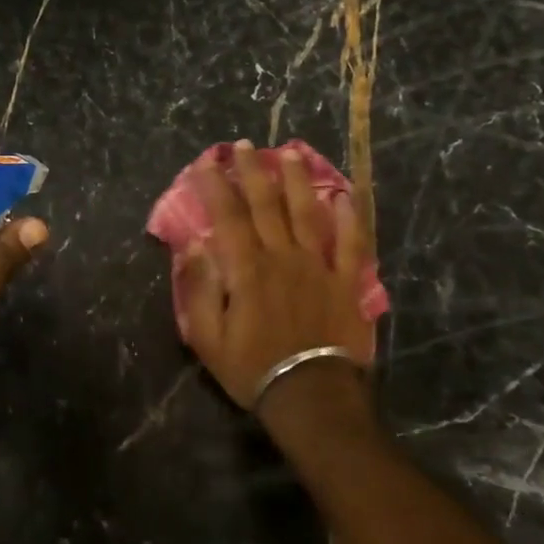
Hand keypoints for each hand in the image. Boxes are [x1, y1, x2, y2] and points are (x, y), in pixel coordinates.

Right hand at [179, 141, 374, 409]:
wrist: (311, 398)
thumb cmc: (252, 368)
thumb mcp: (207, 338)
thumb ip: (199, 289)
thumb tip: (193, 246)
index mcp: (246, 269)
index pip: (227, 216)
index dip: (216, 185)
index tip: (207, 162)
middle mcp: (282, 257)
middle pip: (266, 205)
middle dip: (253, 171)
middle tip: (245, 145)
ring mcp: (318, 267)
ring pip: (307, 213)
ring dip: (297, 181)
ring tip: (289, 153)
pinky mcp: (345, 282)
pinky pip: (350, 243)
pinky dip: (349, 218)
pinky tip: (344, 196)